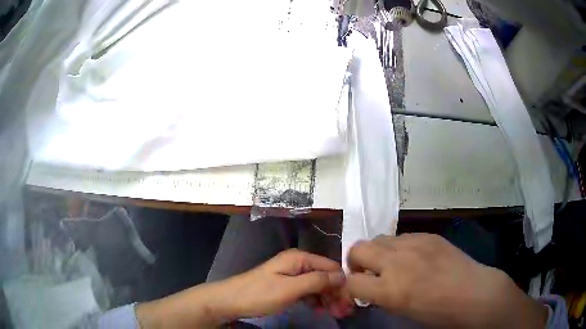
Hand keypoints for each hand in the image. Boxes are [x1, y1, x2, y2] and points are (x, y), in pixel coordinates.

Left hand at [215, 249, 352, 318]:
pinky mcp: (286, 285)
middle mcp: (298, 263)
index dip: (342, 285)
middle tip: (343, 312)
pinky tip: (319, 309)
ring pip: (317, 285)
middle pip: (325, 277)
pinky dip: (315, 300)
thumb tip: (343, 276)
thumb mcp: (290, 289)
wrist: (230, 301)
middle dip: (336, 293)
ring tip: (335, 313)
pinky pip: (307, 291)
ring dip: (327, 298)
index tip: (349, 303)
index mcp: (300, 259)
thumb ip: (317, 281)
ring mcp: (291, 274)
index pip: (331, 268)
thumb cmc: (260, 294)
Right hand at [346, 233, 547, 327]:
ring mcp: (413, 243)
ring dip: (377, 252)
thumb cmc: (437, 311)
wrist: (471, 292)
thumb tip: (368, 287)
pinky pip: (402, 237)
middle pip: (358, 248)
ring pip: (378, 238)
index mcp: (389, 289)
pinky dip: (398, 247)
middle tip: (369, 273)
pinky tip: (413, 257)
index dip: (350, 287)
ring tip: (391, 264)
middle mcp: (397, 261)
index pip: (351, 282)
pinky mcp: (427, 234)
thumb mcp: (401, 311)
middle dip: (357, 262)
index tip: (357, 289)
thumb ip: (381, 296)